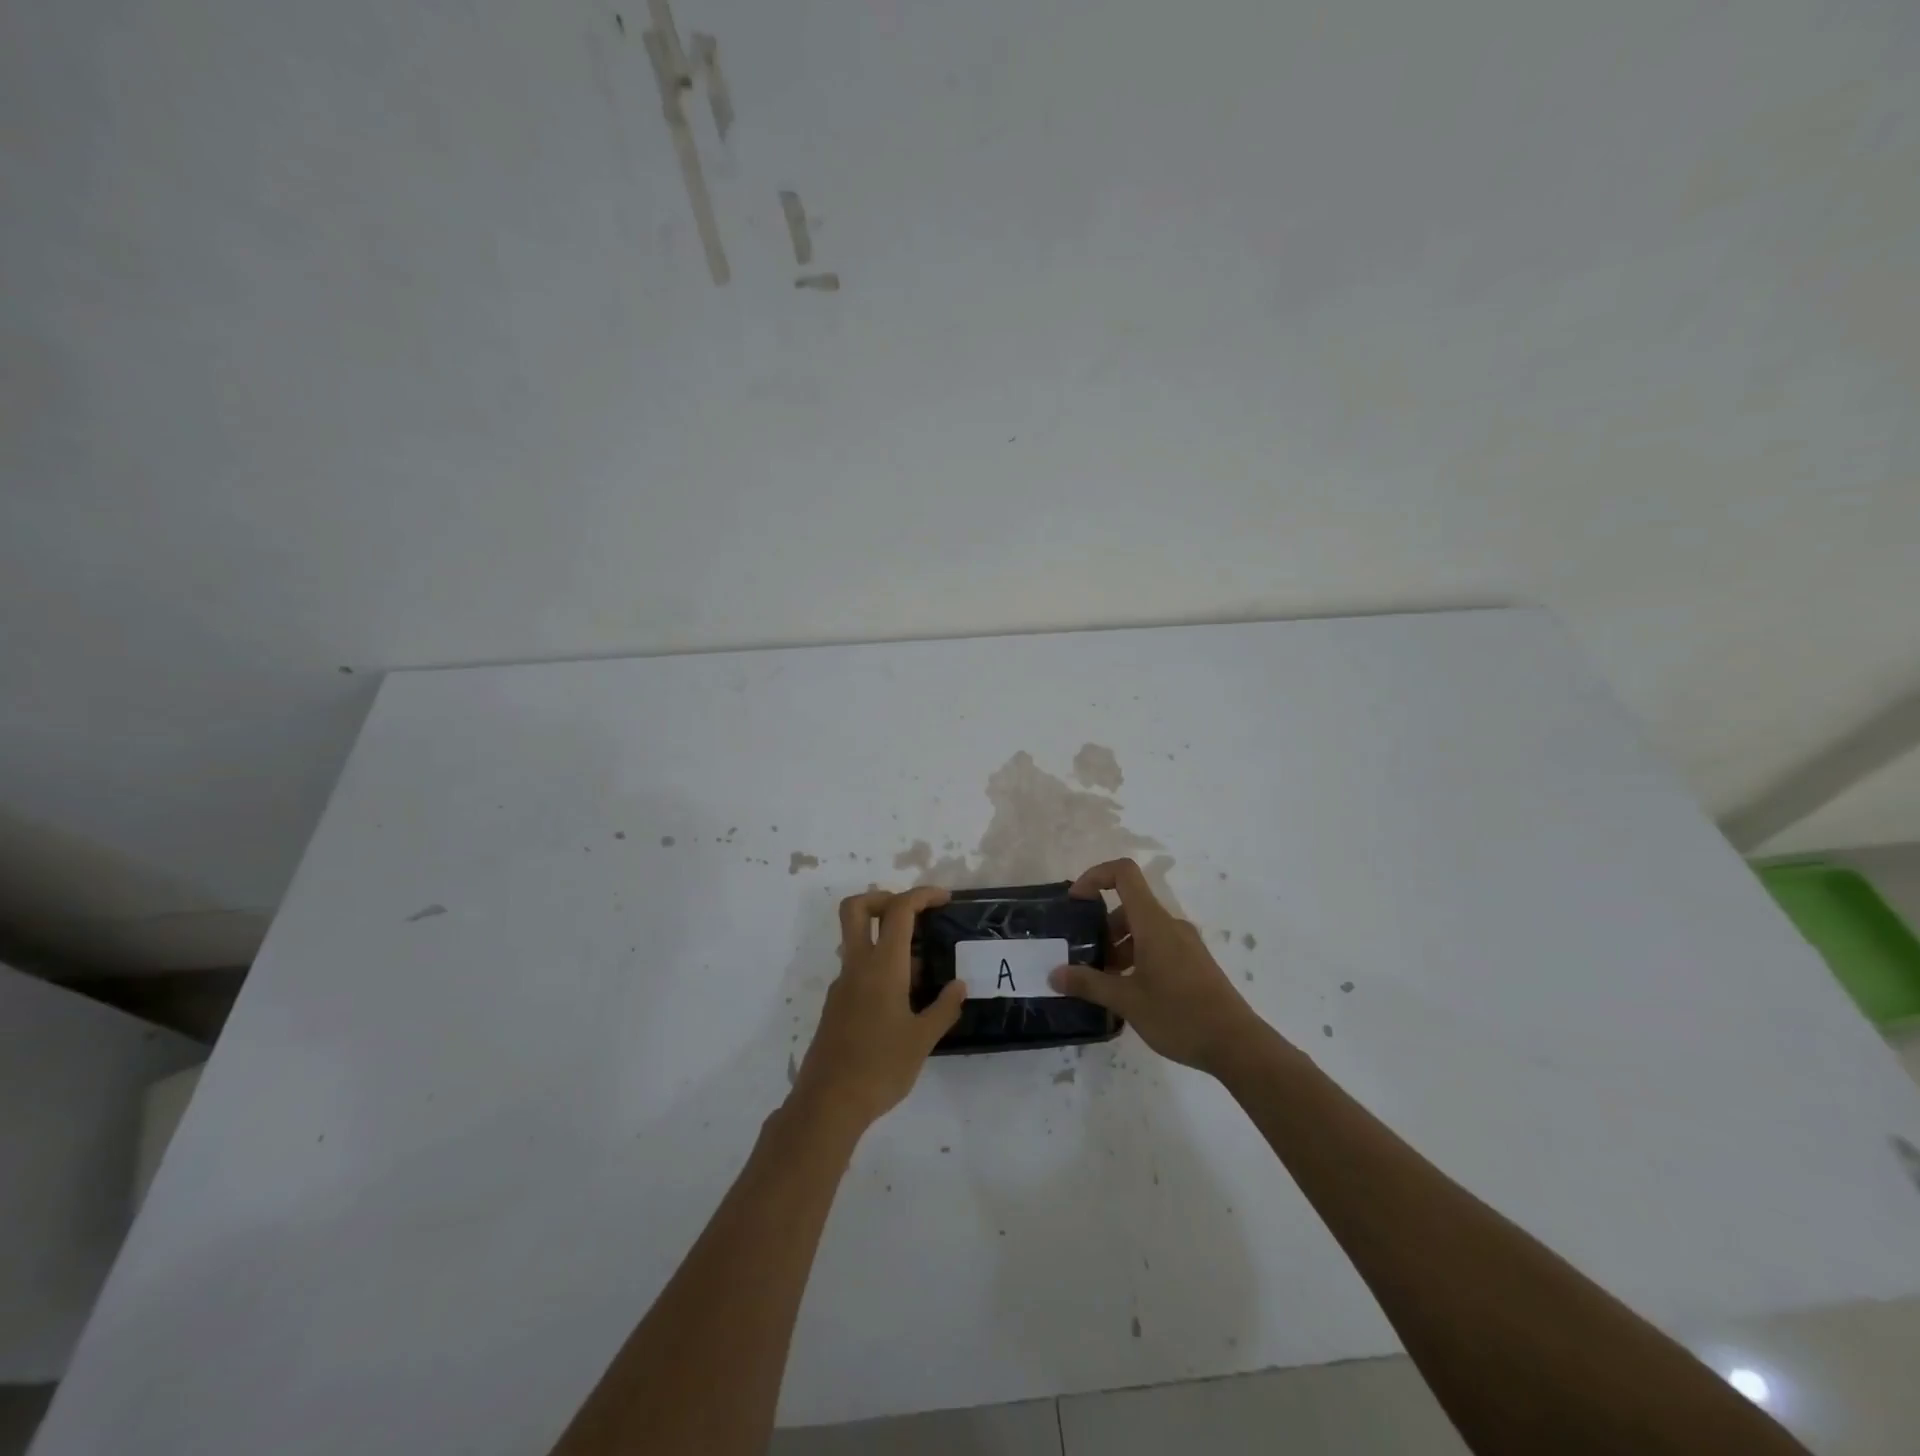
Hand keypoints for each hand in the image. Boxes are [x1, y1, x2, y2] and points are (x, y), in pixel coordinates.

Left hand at [791, 887, 967, 1132]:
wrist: (828, 1103)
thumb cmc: (880, 1068)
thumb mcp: (923, 1040)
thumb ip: (943, 1008)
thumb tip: (960, 986)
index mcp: (882, 966)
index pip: (899, 911)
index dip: (921, 895)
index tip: (944, 900)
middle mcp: (858, 966)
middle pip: (857, 908)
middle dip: (884, 898)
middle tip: (914, 914)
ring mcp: (842, 985)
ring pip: (858, 940)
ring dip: (886, 938)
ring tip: (923, 969)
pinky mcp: (837, 1004)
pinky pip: (859, 969)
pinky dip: (881, 967)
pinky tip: (904, 1000)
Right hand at [1049, 859, 1262, 1075]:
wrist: (1237, 1045)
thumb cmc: (1179, 1015)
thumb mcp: (1127, 1001)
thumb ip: (1089, 984)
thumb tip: (1054, 973)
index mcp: (1153, 923)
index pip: (1124, 873)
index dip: (1095, 876)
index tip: (1076, 902)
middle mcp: (1170, 925)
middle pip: (1129, 906)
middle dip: (1102, 928)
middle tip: (1087, 961)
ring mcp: (1185, 944)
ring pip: (1142, 930)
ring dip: (1119, 947)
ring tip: (1105, 984)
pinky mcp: (1194, 963)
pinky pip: (1157, 946)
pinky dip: (1137, 958)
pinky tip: (1130, 994)